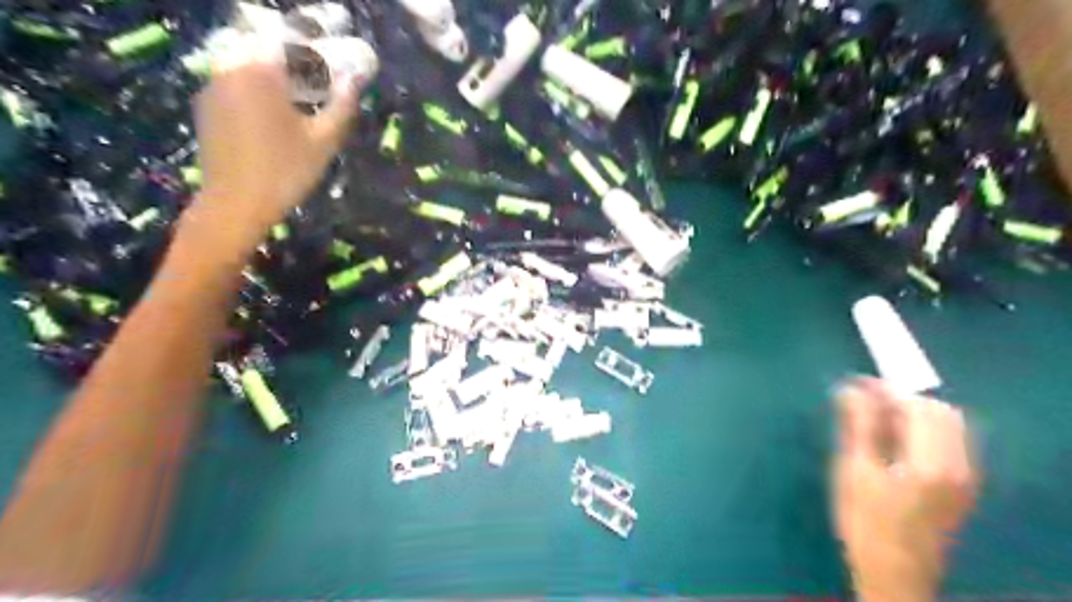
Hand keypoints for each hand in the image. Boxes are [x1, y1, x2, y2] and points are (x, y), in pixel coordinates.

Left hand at [195, 36, 357, 235]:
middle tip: (320, 89)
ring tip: (299, 104)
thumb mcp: (324, 141)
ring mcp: (213, 86)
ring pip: (250, 68)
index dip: (317, 53)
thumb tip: (355, 80)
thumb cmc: (285, 171)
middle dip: (296, 65)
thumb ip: (342, 106)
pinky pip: (236, 85)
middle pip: (268, 52)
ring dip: (276, 78)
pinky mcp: (206, 106)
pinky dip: (257, 92)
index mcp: (261, 71)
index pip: (291, 43)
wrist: (235, 204)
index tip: (335, 71)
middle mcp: (231, 68)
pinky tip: (273, 119)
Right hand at [837, 378, 976, 599]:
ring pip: (949, 426)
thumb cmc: (865, 522)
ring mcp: (965, 478)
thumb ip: (858, 426)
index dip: (887, 390)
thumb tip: (850, 389)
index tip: (855, 384)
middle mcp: (959, 466)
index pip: (919, 407)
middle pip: (942, 412)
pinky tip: (895, 438)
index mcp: (932, 463)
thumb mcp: (854, 471)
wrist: (894, 573)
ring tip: (876, 416)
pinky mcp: (961, 487)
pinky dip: (924, 429)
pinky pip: (950, 442)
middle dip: (903, 398)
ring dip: (914, 413)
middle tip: (865, 400)